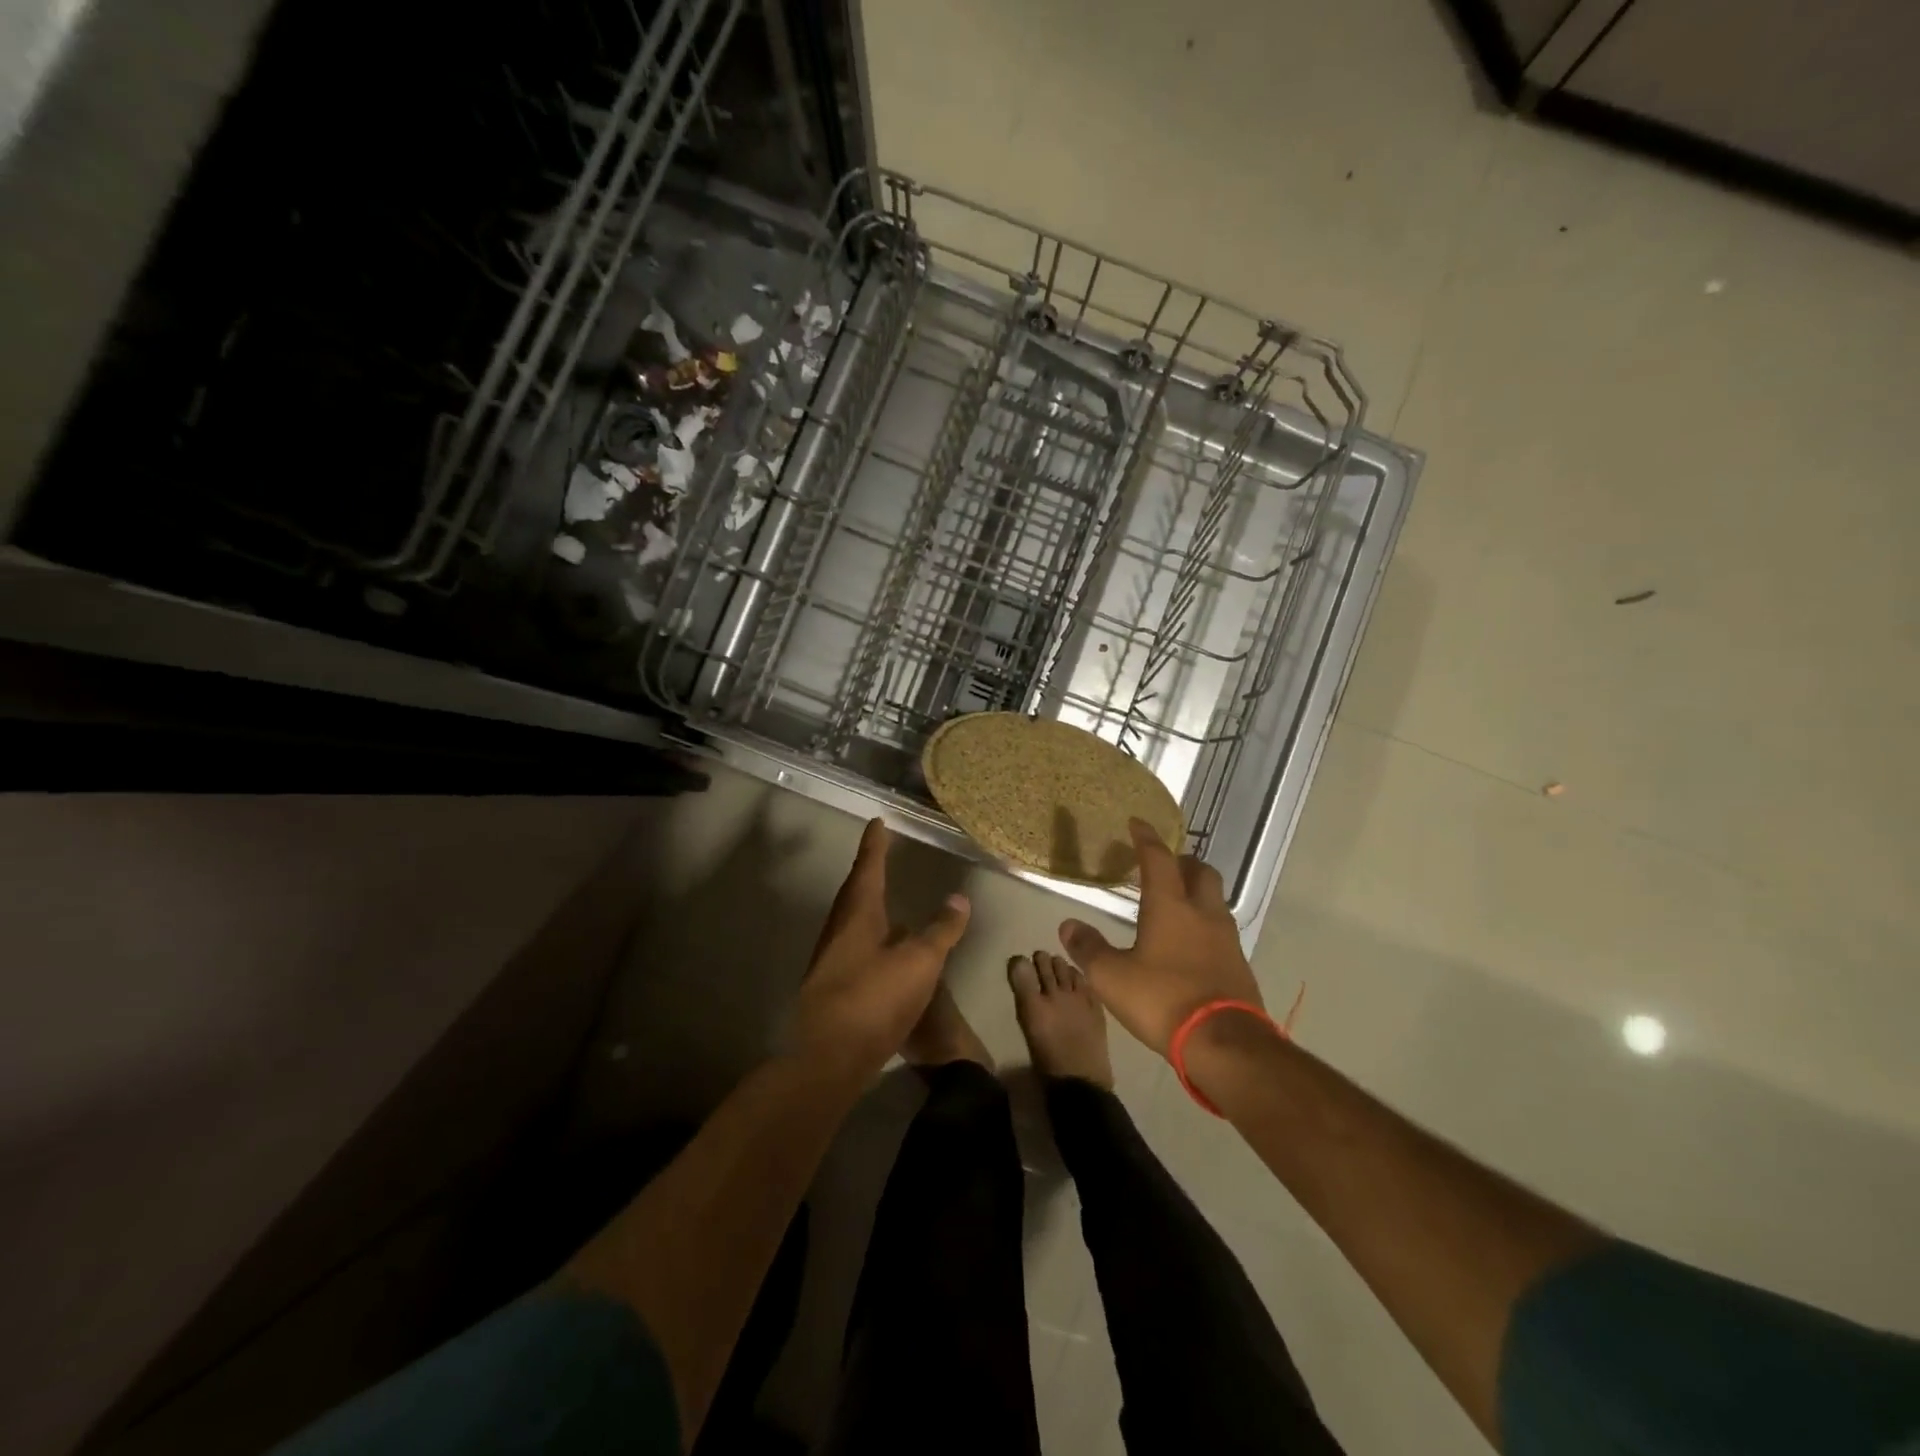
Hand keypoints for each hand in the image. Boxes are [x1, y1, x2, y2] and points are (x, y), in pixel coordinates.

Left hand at [791, 818, 970, 1079]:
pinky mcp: (833, 987)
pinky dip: (872, 939)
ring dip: (869, 907)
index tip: (877, 822)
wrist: (827, 1057)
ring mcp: (832, 960)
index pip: (868, 868)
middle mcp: (839, 930)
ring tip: (887, 901)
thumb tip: (958, 898)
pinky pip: (855, 949)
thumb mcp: (919, 962)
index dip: (875, 845)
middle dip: (868, 873)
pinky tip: (885, 953)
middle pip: (854, 893)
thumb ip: (941, 930)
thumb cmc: (873, 998)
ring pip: (853, 922)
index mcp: (857, 914)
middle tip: (880, 856)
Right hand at [1058, 818, 1259, 1055]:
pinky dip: (1205, 924)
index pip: (1158, 859)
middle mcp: (1203, 913)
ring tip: (1176, 902)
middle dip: (1182, 862)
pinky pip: (1221, 930)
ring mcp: (1227, 939)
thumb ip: (1089, 949)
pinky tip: (1191, 943)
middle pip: (1200, 871)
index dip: (1146, 838)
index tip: (1137, 823)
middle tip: (1164, 865)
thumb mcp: (1112, 978)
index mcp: (1170, 906)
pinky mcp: (1239, 965)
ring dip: (1197, 892)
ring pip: (1214, 900)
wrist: (1225, 1043)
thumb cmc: (1162, 999)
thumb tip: (1067, 925)